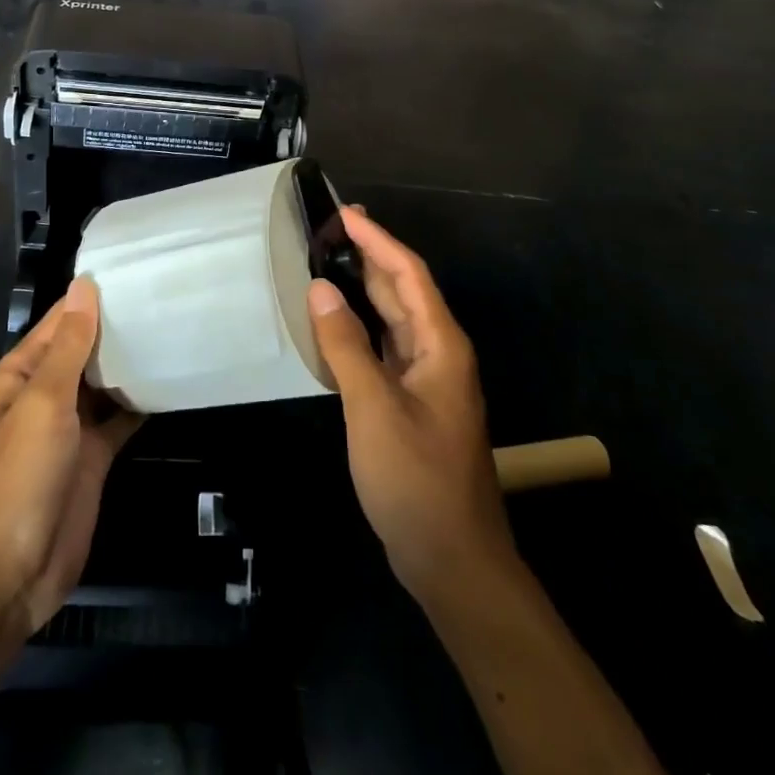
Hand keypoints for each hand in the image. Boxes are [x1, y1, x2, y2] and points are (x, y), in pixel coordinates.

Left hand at [0, 278, 141, 634]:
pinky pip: (120, 419)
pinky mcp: (93, 458)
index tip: (138, 269)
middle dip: (119, 327)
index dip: (93, 296)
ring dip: (132, 363)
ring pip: (105, 383)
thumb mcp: (44, 403)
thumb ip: (69, 346)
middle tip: (169, 296)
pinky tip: (172, 381)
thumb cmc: (17, 478)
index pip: (61, 321)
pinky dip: (141, 403)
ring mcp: (70, 428)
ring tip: (176, 329)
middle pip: (85, 350)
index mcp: (21, 374)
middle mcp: (45, 394)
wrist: (6, 577)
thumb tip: (84, 286)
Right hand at [309, 208, 514, 605]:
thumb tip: (320, 287)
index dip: (378, 240)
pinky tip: (336, 326)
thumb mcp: (374, 407)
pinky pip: (385, 351)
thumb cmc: (416, 479)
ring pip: (394, 321)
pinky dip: (361, 330)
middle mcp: (438, 354)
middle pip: (403, 292)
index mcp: (441, 345)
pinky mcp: (412, 405)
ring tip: (331, 263)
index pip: (408, 274)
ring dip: (365, 291)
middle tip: (334, 228)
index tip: (345, 214)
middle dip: (372, 256)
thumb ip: (345, 345)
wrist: (453, 559)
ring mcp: (426, 381)